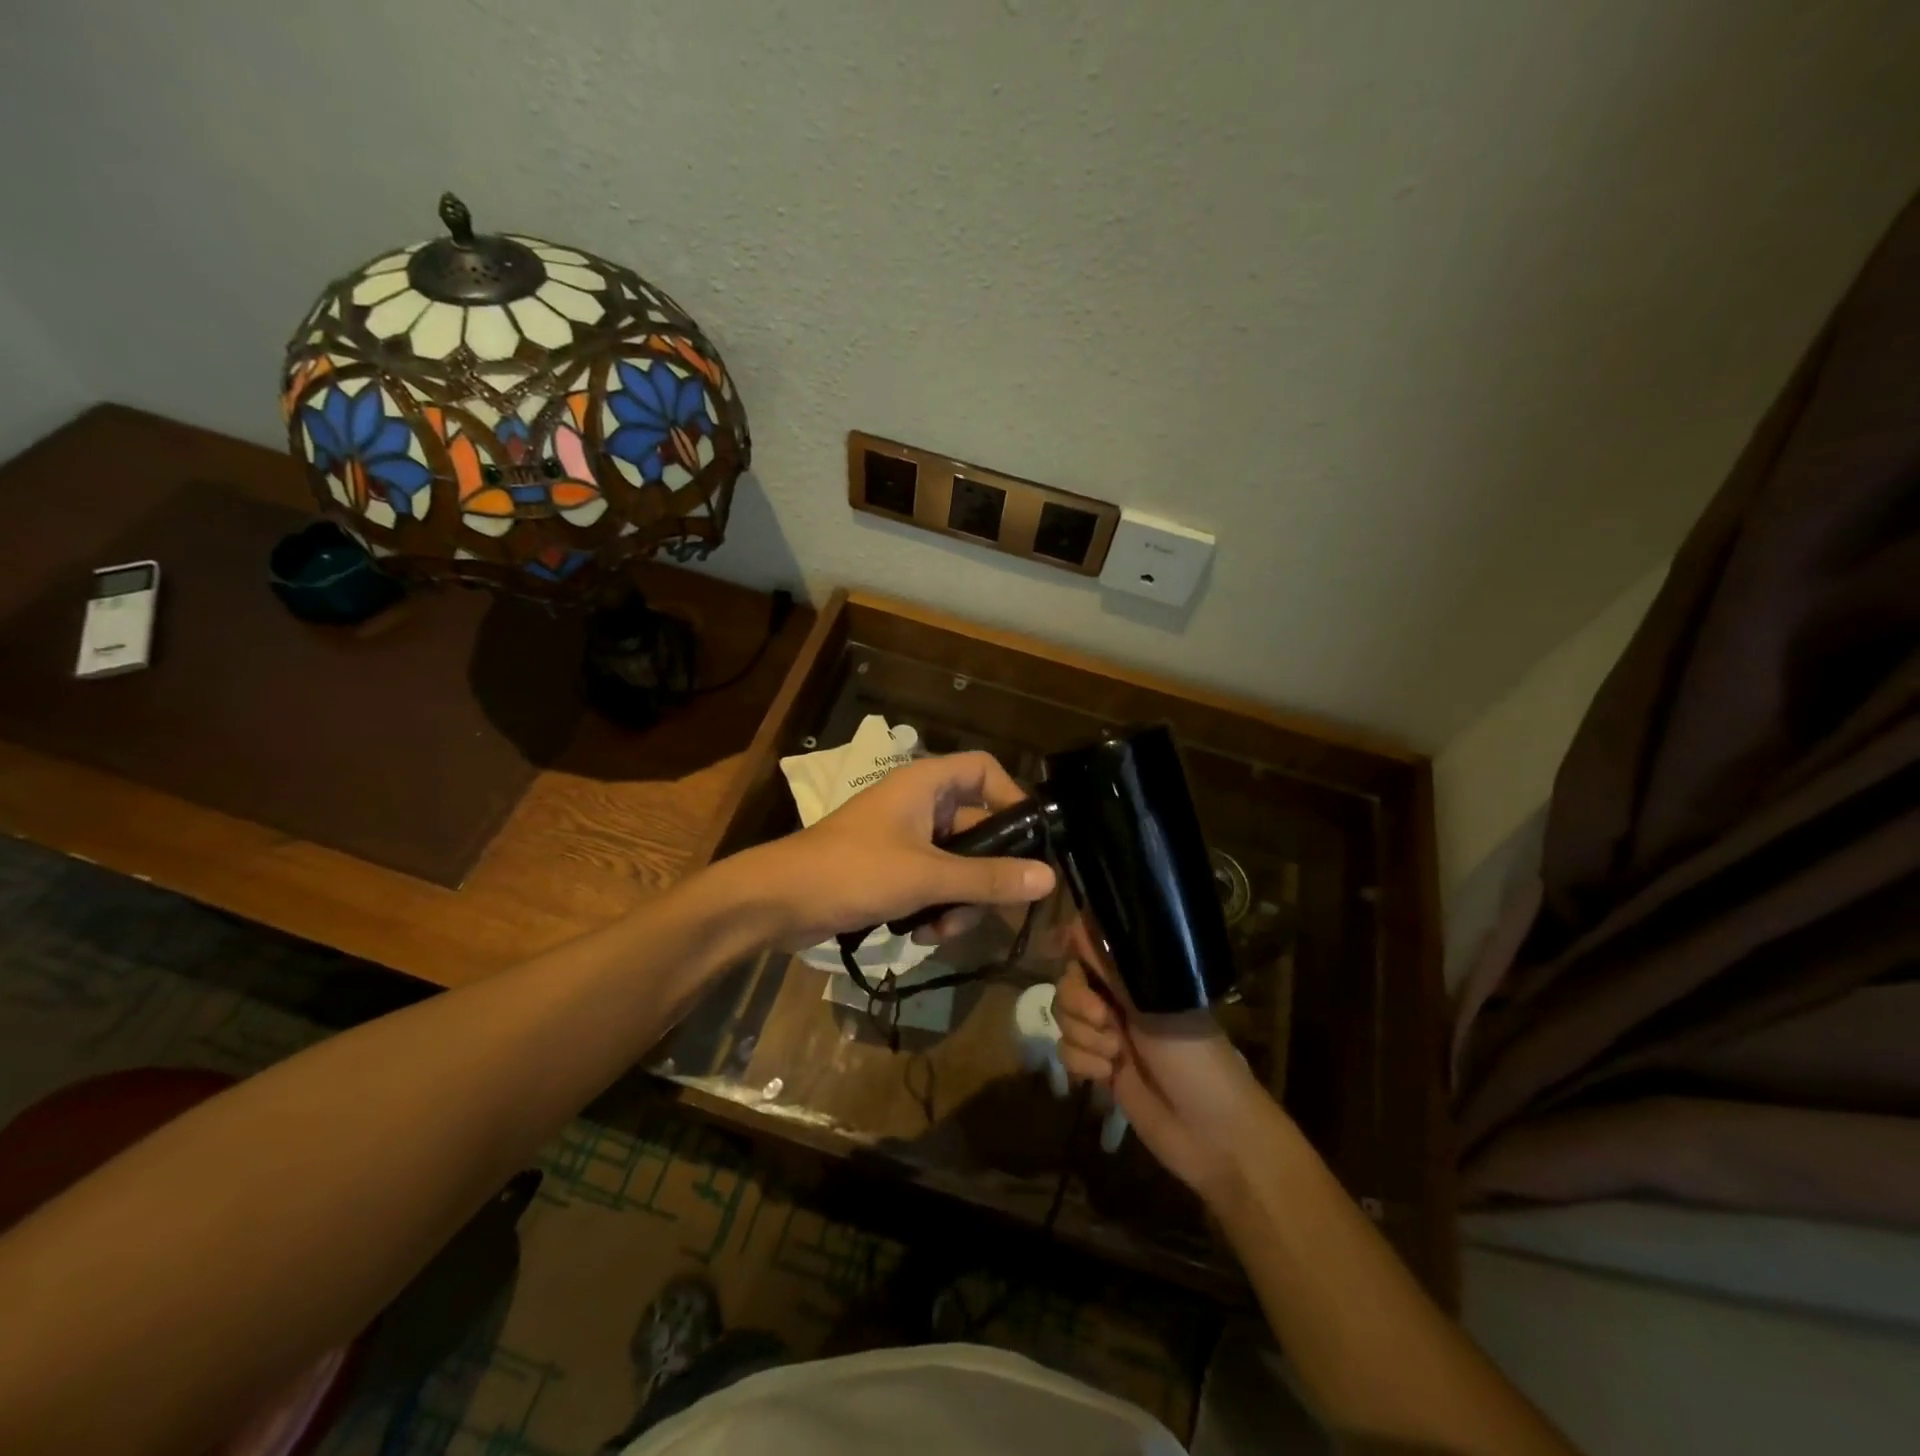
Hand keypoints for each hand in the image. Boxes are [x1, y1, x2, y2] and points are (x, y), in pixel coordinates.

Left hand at [744, 751, 1055, 949]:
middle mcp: (919, 805)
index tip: (1031, 841)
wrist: (778, 902)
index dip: (1012, 798)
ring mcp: (904, 839)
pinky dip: (933, 909)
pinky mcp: (890, 870)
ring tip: (940, 931)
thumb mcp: (927, 877)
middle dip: (983, 875)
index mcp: (925, 784)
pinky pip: (932, 884)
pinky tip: (919, 936)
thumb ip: (988, 878)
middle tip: (989, 909)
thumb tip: (1048, 877)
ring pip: (957, 865)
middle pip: (978, 828)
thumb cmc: (853, 871)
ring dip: (958, 901)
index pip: (985, 770)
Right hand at [1053, 918, 1271, 1203]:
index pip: (1088, 948)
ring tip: (1114, 1055)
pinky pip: (1066, 1052)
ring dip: (1083, 1037)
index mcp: (1136, 977)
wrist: (1211, 1133)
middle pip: (1067, 983)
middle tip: (1106, 1019)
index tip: (1077, 967)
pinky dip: (1082, 1063)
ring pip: (1063, 1019)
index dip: (1074, 954)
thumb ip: (1112, 967)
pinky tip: (1107, 1076)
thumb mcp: (1154, 1005)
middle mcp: (1118, 1000)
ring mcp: (1107, 1035)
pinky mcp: (1098, 1069)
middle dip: (1078, 1002)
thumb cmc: (1193, 1058)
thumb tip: (1078, 922)